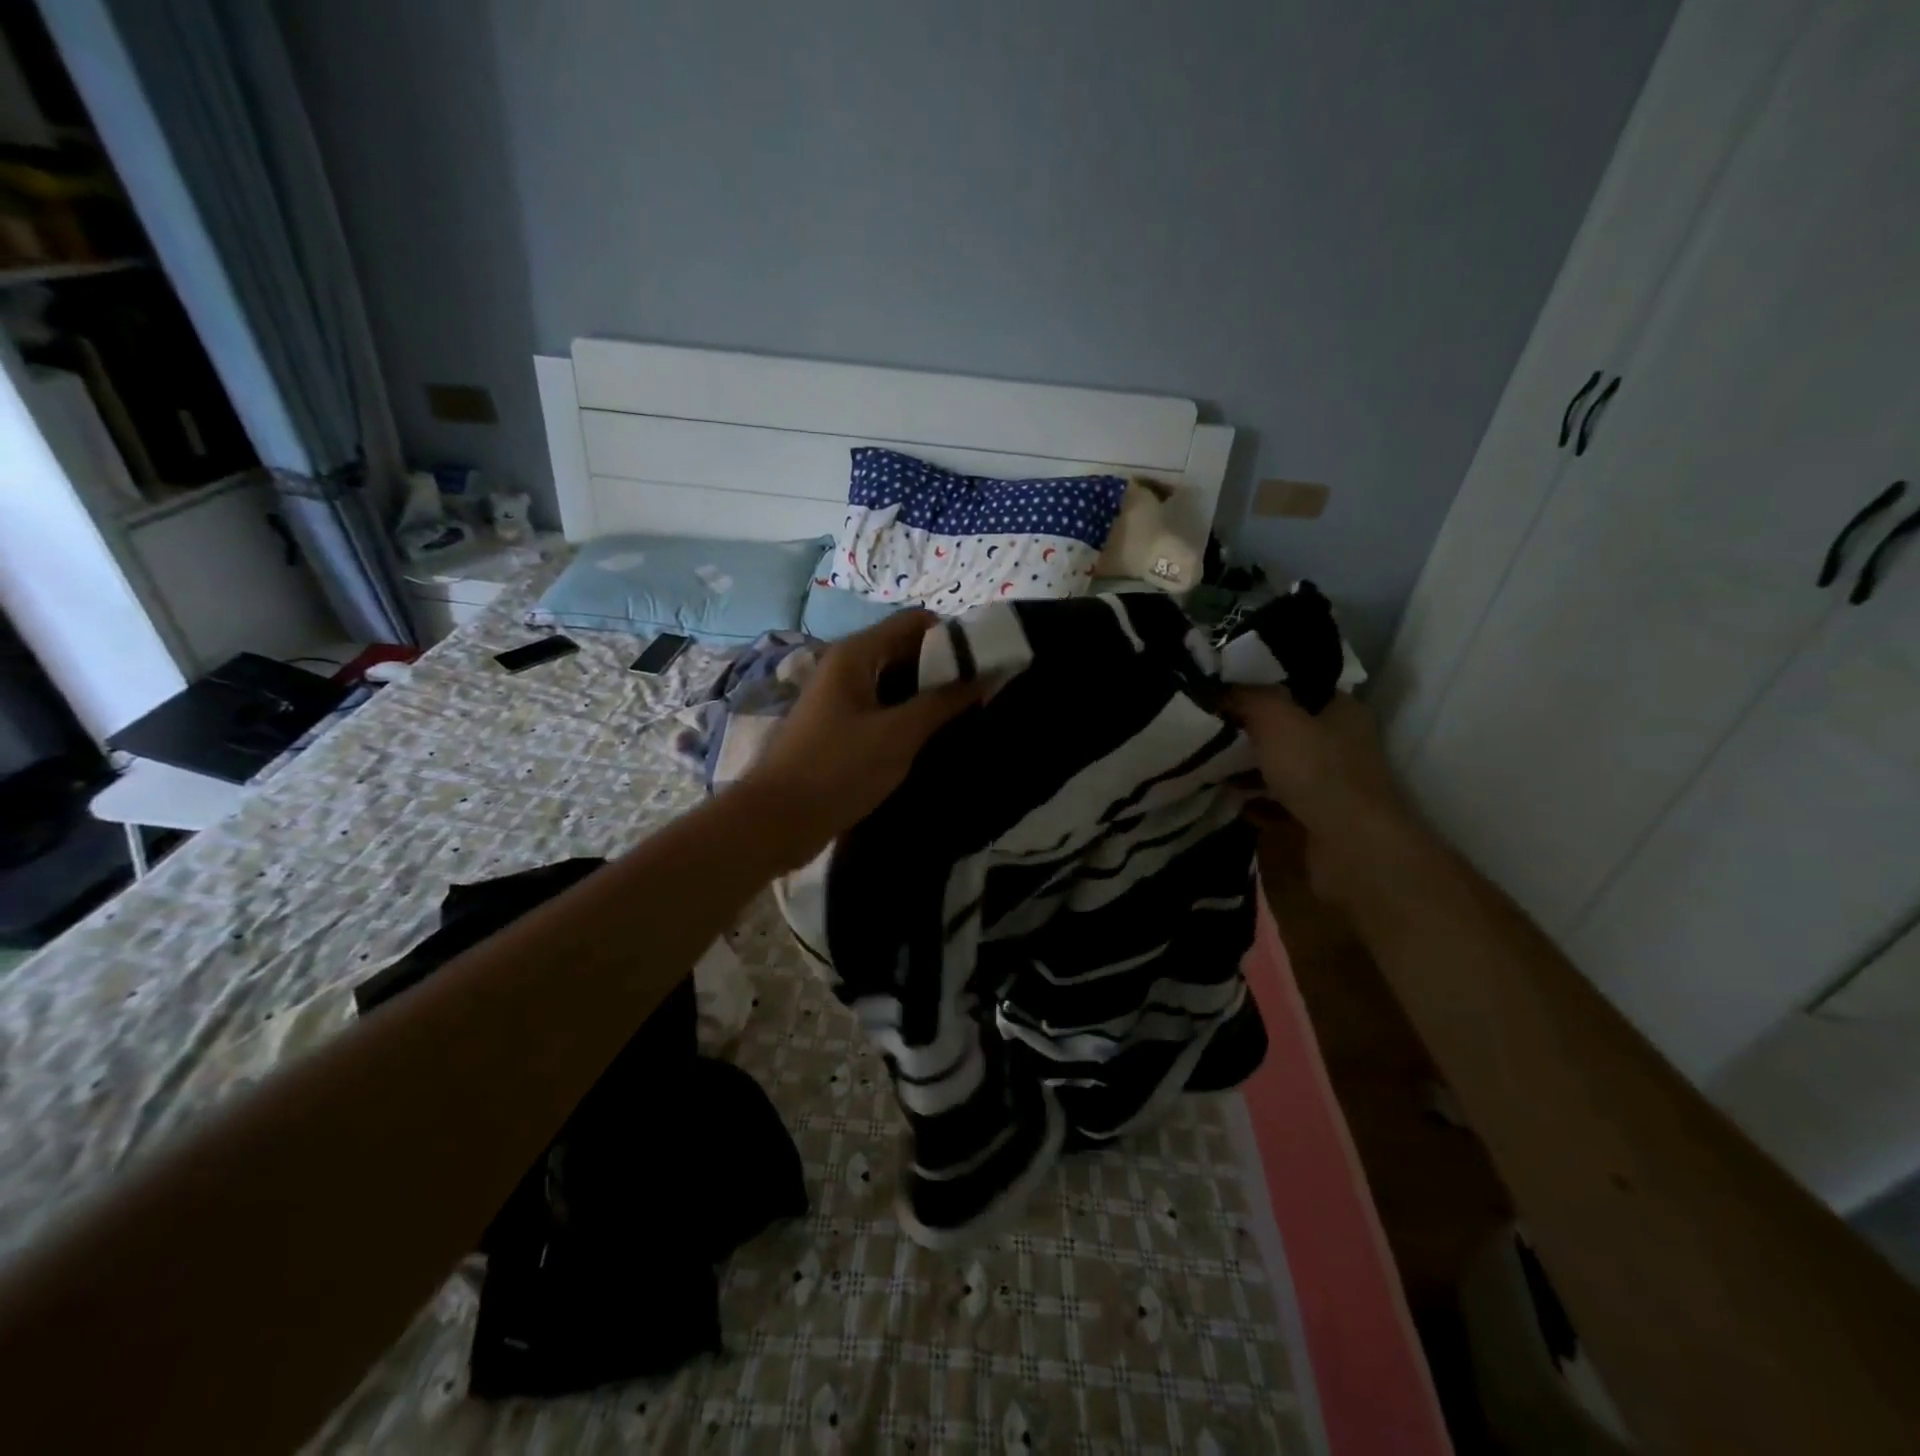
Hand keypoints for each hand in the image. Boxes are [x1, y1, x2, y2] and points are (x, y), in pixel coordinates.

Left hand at [737, 611, 978, 867]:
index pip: (916, 622)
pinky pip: (883, 708)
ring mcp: (840, 697)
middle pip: (906, 650)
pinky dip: (908, 716)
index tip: (985, 667)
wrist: (777, 820)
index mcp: (856, 654)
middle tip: (982, 697)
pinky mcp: (840, 726)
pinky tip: (932, 738)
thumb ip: (944, 702)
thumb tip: (987, 675)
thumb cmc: (839, 769)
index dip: (953, 638)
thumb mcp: (899, 734)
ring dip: (928, 696)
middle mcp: (846, 666)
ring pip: (896, 682)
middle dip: (944, 669)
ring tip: (965, 718)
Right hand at [1225, 687, 1420, 903]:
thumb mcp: (1276, 719)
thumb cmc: (1317, 771)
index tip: (1221, 686)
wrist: (1350, 848)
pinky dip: (1254, 801)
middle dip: (1247, 728)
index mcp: (1342, 710)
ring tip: (1208, 763)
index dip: (1261, 682)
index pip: (1298, 685)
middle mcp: (1340, 743)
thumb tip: (1217, 688)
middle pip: (1285, 727)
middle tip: (1206, 723)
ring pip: (1279, 766)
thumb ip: (1246, 697)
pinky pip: (1276, 802)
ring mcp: (1330, 783)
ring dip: (1247, 767)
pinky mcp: (1316, 818)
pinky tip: (1228, 799)